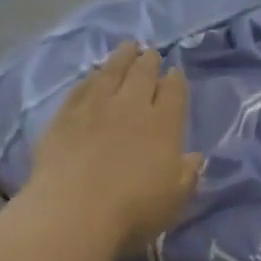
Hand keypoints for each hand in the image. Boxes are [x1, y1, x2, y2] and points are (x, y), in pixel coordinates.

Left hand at [25, 42, 203, 253]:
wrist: (72, 213)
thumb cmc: (132, 212)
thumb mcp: (174, 199)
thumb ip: (187, 174)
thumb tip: (195, 156)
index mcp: (164, 125)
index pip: (174, 92)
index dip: (176, 80)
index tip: (175, 72)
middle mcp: (132, 107)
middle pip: (143, 74)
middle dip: (149, 61)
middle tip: (150, 53)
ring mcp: (95, 107)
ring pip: (111, 71)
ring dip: (122, 57)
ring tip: (127, 47)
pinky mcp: (64, 116)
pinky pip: (81, 87)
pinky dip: (90, 77)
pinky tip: (92, 74)